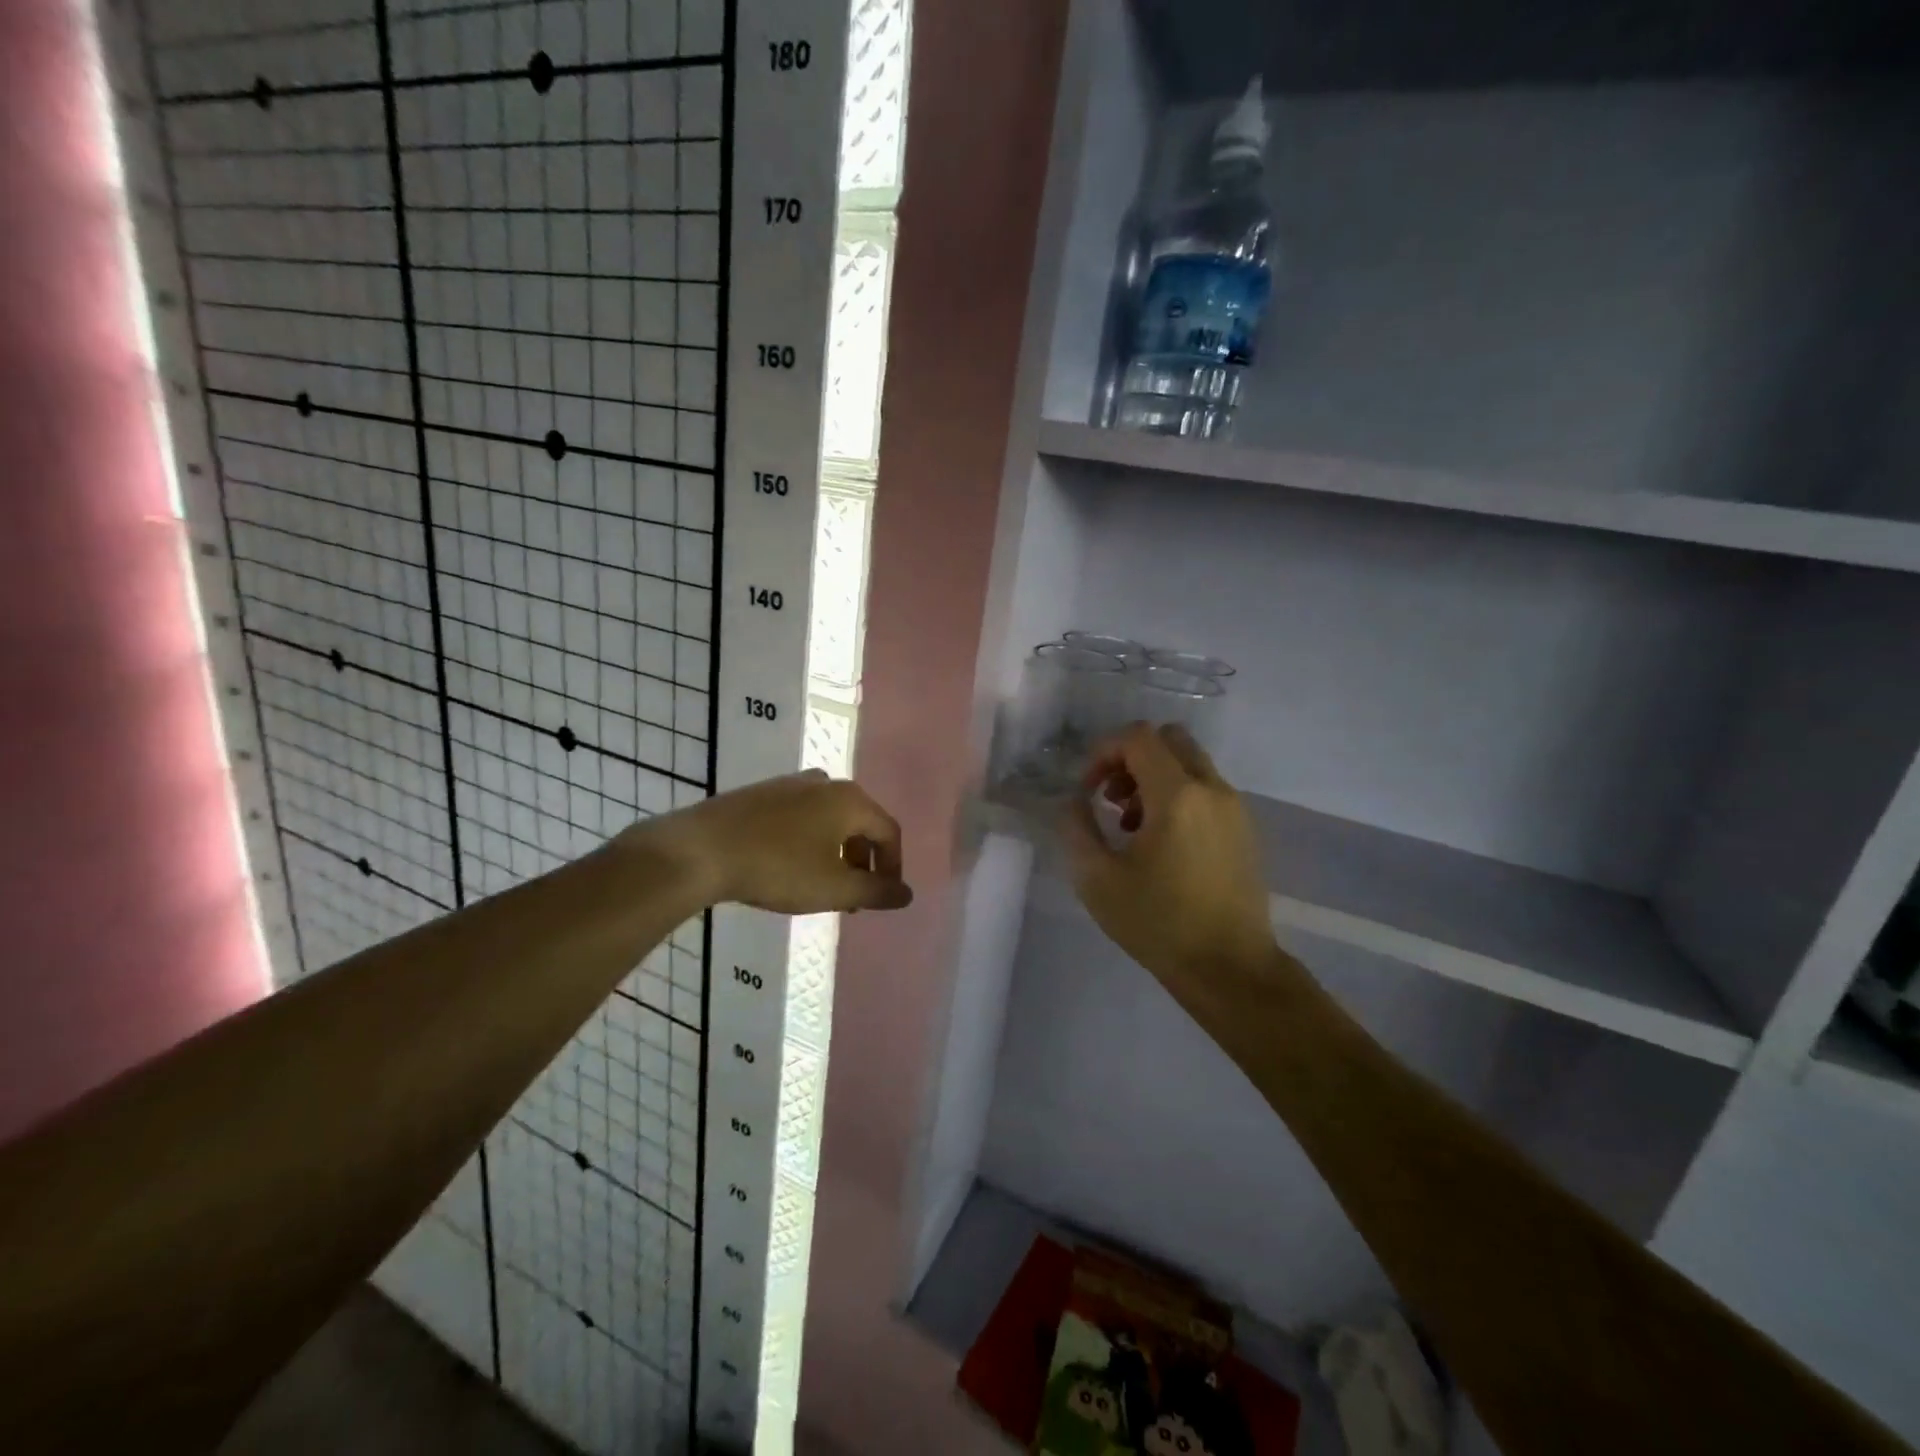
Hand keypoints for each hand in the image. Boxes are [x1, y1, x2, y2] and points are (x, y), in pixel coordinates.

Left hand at [630, 769, 912, 914]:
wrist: (700, 849)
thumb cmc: (777, 868)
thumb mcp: (834, 888)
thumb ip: (876, 891)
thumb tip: (907, 894)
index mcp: (850, 800)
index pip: (889, 832)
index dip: (893, 868)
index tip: (883, 899)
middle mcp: (826, 782)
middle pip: (860, 824)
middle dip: (863, 863)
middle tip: (853, 898)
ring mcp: (791, 784)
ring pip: (830, 820)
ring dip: (836, 854)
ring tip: (823, 887)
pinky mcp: (762, 793)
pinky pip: (802, 817)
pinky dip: (810, 842)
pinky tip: (789, 867)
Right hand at [1062, 724, 1277, 1002]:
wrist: (1230, 968)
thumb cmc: (1159, 924)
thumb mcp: (1098, 879)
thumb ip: (1076, 828)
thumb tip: (1074, 801)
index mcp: (1177, 795)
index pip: (1138, 737)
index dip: (1103, 751)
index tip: (1087, 789)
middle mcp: (1212, 789)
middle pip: (1169, 740)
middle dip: (1131, 758)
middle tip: (1111, 798)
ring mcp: (1235, 808)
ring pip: (1189, 764)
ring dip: (1154, 778)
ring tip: (1131, 826)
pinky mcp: (1244, 829)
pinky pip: (1206, 789)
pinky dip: (1178, 796)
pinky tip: (1161, 843)